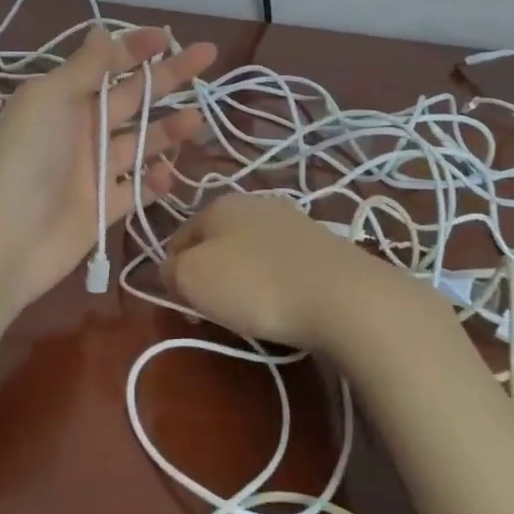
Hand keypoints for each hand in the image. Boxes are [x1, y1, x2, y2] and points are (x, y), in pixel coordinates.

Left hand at [0, 23, 215, 308]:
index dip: (136, 48)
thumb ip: (84, 67)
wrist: (9, 236)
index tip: (168, 36)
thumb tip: (103, 29)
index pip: (106, 65)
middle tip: (206, 58)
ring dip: (168, 129)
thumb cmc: (28, 156)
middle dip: (167, 78)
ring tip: (197, 119)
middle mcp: (81, 130)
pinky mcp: (104, 207)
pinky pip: (138, 188)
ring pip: (141, 142)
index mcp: (64, 99)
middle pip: (133, 98)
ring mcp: (94, 170)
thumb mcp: (50, 98)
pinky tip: (168, 172)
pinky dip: (155, 180)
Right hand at [162, 193, 387, 350]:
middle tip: (216, 311)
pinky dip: (276, 282)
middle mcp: (254, 202)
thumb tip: (172, 269)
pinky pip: (282, 263)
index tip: (186, 306)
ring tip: (253, 311)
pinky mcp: (321, 243)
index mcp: (218, 203)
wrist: (342, 296)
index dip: (174, 273)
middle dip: (211, 275)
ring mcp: (292, 220)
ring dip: (244, 278)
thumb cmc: (255, 284)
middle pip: (216, 242)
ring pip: (250, 251)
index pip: (179, 237)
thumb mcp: (192, 278)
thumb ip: (171, 270)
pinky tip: (284, 303)